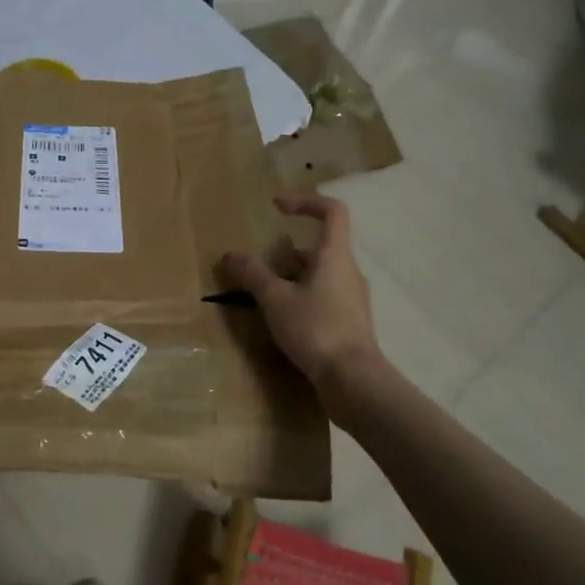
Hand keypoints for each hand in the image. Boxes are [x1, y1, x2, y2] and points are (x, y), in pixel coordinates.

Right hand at [221, 193, 390, 417]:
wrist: (354, 382)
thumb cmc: (316, 329)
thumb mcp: (275, 299)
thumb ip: (252, 274)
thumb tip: (230, 254)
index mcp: (335, 256)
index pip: (332, 212)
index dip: (305, 202)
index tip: (277, 206)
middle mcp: (348, 272)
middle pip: (321, 247)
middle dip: (288, 251)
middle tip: (261, 263)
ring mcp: (352, 300)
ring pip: (320, 275)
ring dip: (293, 277)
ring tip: (264, 293)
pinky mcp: (350, 325)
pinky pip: (323, 299)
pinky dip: (301, 299)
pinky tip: (281, 319)